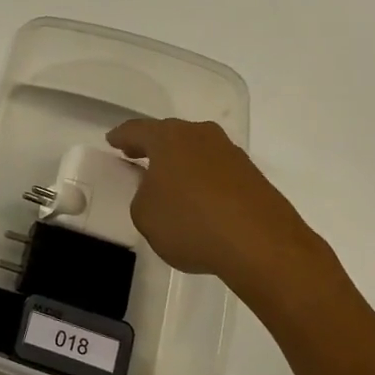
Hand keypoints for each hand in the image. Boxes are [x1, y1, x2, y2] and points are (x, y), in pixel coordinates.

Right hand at [106, 118, 340, 293]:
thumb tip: (156, 190)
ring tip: (169, 180)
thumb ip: (143, 195)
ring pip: (196, 150)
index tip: (112, 141)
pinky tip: (200, 199)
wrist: (261, 244)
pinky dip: (203, 178)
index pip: (137, 130)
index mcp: (168, 138)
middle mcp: (200, 135)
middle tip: (137, 155)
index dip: (121, 136)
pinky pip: (217, 169)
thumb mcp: (145, 215)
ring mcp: (230, 153)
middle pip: (170, 134)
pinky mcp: (252, 175)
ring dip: (181, 162)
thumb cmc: (191, 223)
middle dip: (153, 145)